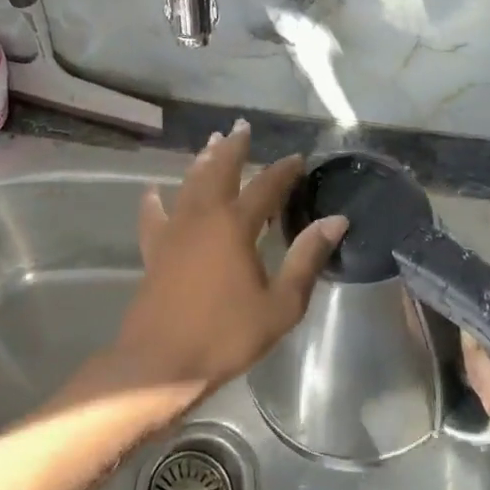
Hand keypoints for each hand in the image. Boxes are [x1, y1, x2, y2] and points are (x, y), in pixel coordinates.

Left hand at [112, 120, 348, 395]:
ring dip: (202, 162)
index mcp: (236, 225)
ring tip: (211, 143)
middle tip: (241, 126)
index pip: (266, 186)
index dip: (284, 170)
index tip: (298, 158)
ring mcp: (174, 231)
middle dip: (234, 147)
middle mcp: (204, 216)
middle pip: (220, 170)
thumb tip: (336, 220)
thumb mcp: (280, 304)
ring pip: (189, 184)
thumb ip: (306, 258)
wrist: (160, 364)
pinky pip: (154, 216)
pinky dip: (156, 201)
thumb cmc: (226, 335)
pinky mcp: (154, 250)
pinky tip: (154, 192)